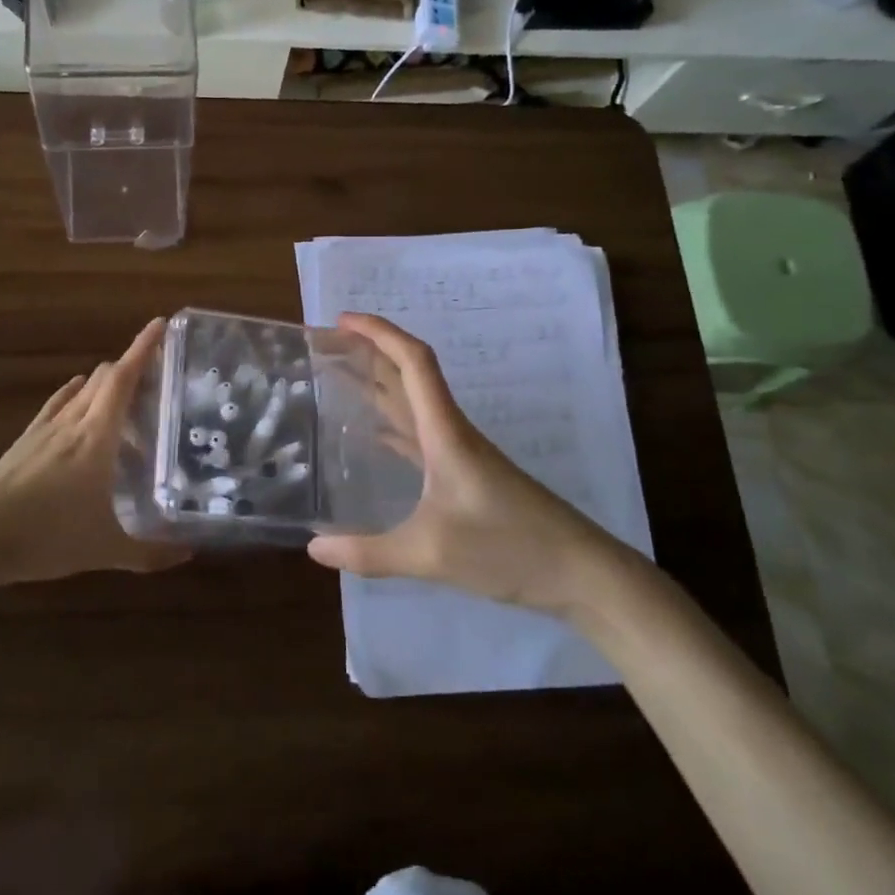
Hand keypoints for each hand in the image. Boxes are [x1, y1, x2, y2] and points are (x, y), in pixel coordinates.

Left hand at [0, 319, 191, 589]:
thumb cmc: (46, 537)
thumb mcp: (105, 550)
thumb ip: (150, 553)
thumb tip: (189, 554)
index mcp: (97, 437)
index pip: (123, 378)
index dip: (143, 348)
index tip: (161, 324)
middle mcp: (72, 422)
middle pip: (104, 378)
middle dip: (131, 364)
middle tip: (160, 371)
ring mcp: (45, 430)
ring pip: (80, 390)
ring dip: (105, 382)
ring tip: (127, 392)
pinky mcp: (25, 442)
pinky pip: (56, 405)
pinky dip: (74, 394)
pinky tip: (77, 397)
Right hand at [305, 313, 625, 617]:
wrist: (580, 573)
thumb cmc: (509, 548)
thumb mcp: (430, 554)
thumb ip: (368, 553)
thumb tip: (314, 548)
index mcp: (445, 432)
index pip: (413, 362)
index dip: (379, 332)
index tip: (341, 321)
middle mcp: (451, 432)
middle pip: (410, 375)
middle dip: (370, 352)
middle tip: (327, 347)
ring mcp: (461, 454)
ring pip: (414, 404)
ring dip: (380, 385)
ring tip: (339, 380)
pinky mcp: (466, 476)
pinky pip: (420, 436)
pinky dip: (392, 425)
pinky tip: (372, 436)